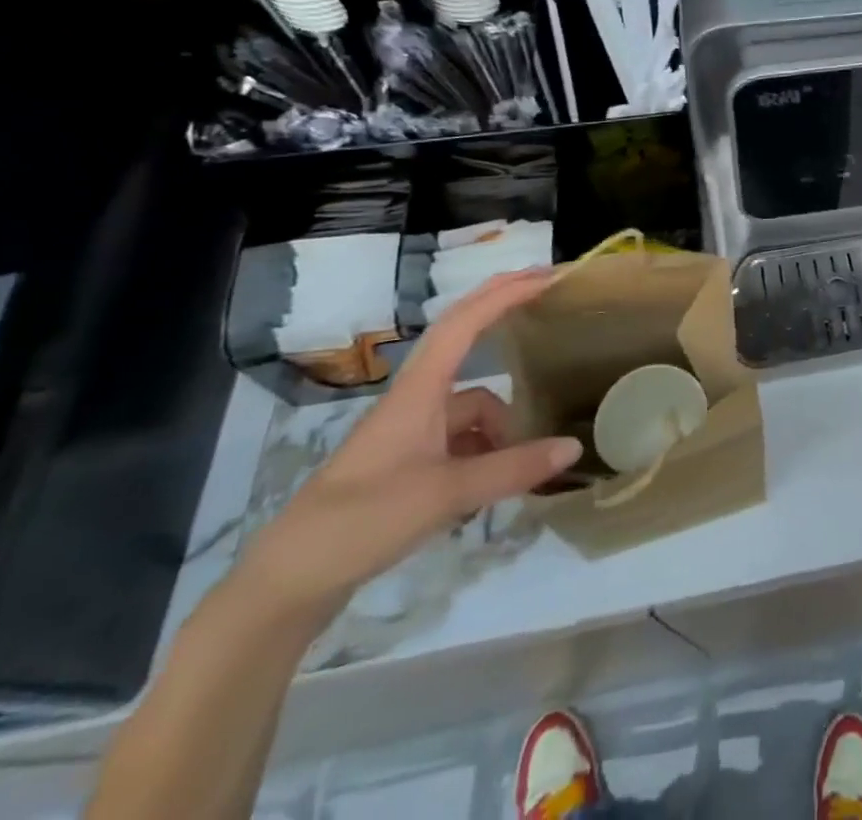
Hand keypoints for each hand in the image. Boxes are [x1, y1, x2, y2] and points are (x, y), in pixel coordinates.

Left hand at [235, 268, 578, 625]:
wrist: (287, 585)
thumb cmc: (360, 522)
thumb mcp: (446, 494)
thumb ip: (513, 469)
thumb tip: (574, 446)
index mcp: (418, 391)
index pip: (464, 322)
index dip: (505, 293)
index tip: (548, 276)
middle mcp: (416, 400)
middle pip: (465, 342)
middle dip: (503, 314)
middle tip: (550, 296)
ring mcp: (412, 432)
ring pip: (473, 407)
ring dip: (503, 423)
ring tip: (533, 459)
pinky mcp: (409, 464)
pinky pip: (463, 440)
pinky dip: (488, 452)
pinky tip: (500, 485)